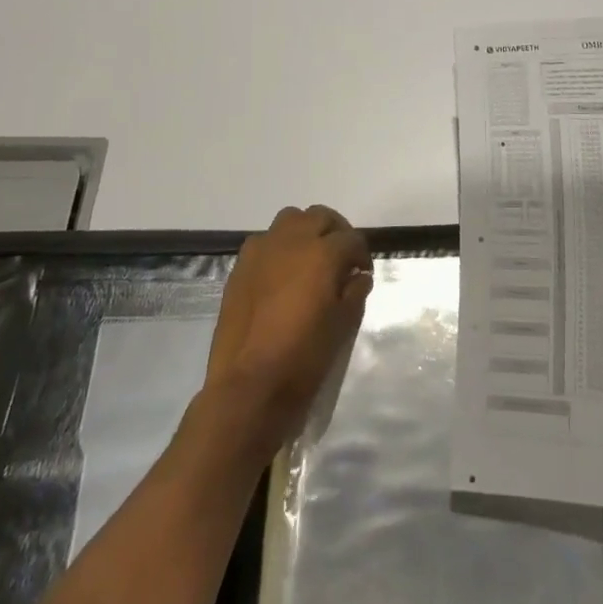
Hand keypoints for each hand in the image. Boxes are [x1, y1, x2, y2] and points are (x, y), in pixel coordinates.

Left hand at [205, 205, 372, 450]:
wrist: (248, 386)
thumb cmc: (304, 357)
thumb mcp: (343, 325)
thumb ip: (355, 292)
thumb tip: (357, 277)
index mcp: (323, 254)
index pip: (352, 239)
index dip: (362, 255)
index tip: (362, 273)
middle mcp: (292, 241)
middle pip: (320, 217)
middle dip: (336, 232)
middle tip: (341, 258)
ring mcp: (262, 251)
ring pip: (290, 220)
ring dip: (305, 232)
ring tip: (310, 259)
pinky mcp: (240, 267)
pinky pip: (265, 241)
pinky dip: (279, 247)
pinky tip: (282, 274)